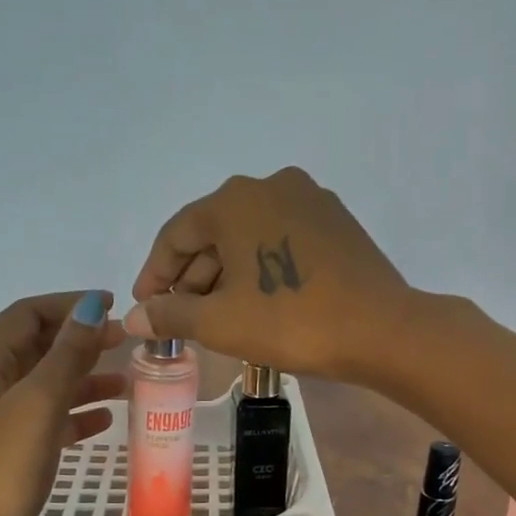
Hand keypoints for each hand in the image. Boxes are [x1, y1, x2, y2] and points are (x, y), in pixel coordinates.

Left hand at [0, 291, 123, 515]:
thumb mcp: (36, 408)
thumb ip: (66, 355)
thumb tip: (92, 307)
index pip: (26, 315)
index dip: (71, 306)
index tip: (117, 307)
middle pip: (33, 347)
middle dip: (80, 341)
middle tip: (127, 343)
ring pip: (39, 384)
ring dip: (81, 379)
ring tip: (127, 384)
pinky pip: (38, 419)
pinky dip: (70, 413)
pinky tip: (103, 420)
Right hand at [125, 168, 410, 380]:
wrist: (381, 329)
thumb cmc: (291, 321)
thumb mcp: (221, 322)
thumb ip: (171, 315)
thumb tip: (134, 317)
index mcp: (234, 199)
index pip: (177, 234)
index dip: (155, 273)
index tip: (146, 306)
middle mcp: (270, 185)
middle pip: (215, 232)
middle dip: (192, 277)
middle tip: (181, 317)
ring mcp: (309, 200)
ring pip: (250, 236)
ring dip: (227, 274)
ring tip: (217, 315)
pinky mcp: (336, 221)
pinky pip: (281, 239)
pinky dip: (261, 266)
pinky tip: (258, 299)